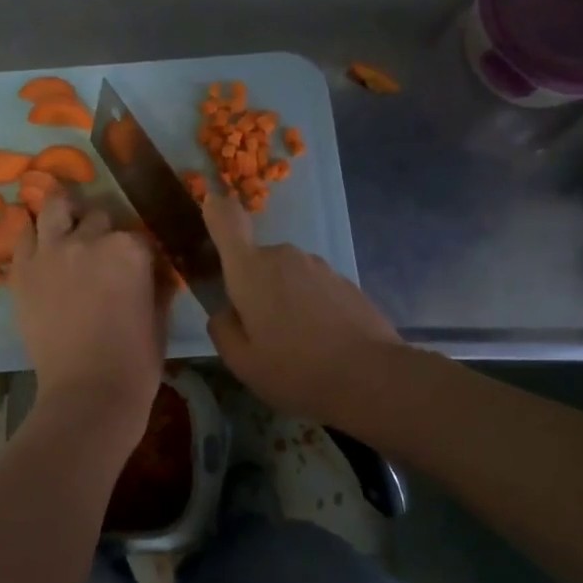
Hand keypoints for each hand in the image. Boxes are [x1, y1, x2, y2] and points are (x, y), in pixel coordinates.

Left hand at [11, 194, 166, 446]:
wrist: (88, 393)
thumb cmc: (135, 361)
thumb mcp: (159, 316)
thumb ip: (158, 283)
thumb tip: (157, 269)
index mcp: (130, 249)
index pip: (138, 233)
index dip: (139, 251)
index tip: (138, 267)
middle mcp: (89, 239)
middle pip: (99, 217)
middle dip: (104, 232)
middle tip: (102, 257)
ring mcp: (51, 251)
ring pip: (56, 207)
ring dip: (65, 214)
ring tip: (67, 229)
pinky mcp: (23, 270)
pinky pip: (24, 236)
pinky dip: (35, 238)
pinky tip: (43, 251)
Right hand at [202, 190, 401, 424]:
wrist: (371, 377)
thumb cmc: (295, 369)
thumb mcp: (242, 362)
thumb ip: (223, 329)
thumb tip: (226, 312)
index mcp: (250, 270)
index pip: (226, 221)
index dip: (216, 210)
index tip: (211, 205)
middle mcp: (284, 256)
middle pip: (256, 262)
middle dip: (253, 289)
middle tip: (261, 333)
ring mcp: (319, 266)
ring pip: (287, 276)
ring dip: (284, 299)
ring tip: (296, 345)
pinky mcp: (345, 281)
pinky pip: (314, 288)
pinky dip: (311, 308)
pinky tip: (322, 343)